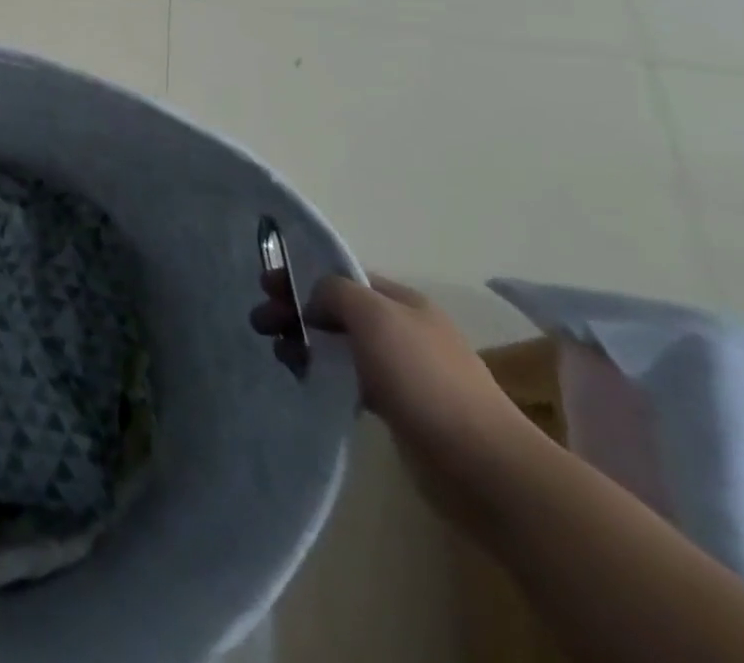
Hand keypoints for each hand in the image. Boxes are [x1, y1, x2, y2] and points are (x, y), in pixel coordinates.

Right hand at [254, 272, 535, 512]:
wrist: (482, 466)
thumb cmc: (423, 378)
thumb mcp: (373, 314)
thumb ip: (334, 292)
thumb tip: (314, 302)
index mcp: (403, 302)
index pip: (342, 278)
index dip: (301, 277)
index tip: (265, 288)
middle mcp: (404, 331)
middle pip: (337, 311)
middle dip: (296, 312)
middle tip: (260, 324)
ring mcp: (404, 372)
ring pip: (341, 346)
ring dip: (306, 344)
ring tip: (281, 356)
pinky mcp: (400, 409)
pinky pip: (351, 380)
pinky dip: (325, 375)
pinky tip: (307, 381)